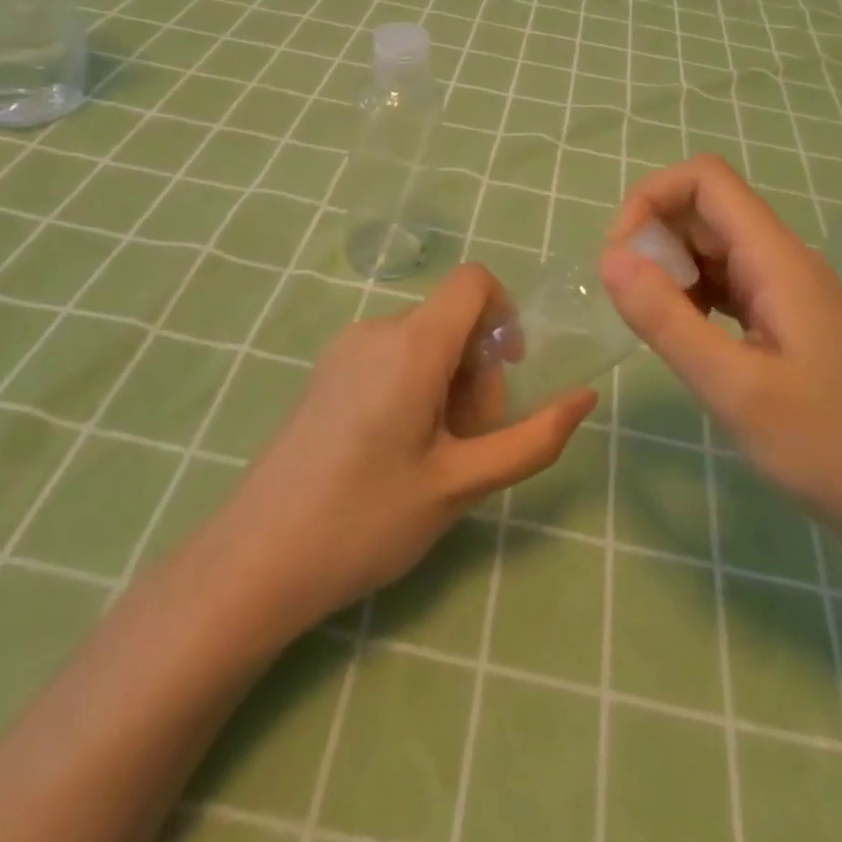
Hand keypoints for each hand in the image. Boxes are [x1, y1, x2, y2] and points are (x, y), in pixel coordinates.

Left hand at [210, 263, 596, 633]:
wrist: (256, 560)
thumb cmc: (367, 520)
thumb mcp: (462, 484)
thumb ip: (532, 439)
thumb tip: (585, 398)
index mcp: (412, 344)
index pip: (474, 281)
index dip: (505, 314)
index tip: (508, 376)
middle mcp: (376, 329)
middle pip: (452, 319)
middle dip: (478, 370)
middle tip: (469, 444)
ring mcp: (344, 348)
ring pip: (423, 340)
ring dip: (448, 384)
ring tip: (434, 455)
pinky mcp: (326, 371)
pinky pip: (391, 355)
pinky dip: (415, 385)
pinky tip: (399, 449)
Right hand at [599, 155, 841, 546]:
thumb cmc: (824, 446)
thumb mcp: (733, 387)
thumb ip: (666, 319)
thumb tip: (608, 258)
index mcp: (777, 259)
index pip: (706, 179)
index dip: (652, 198)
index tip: (622, 255)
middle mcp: (782, 259)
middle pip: (704, 209)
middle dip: (655, 238)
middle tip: (633, 302)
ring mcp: (785, 288)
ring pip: (712, 247)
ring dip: (670, 269)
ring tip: (658, 325)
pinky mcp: (783, 318)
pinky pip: (725, 282)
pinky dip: (691, 295)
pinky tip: (687, 336)